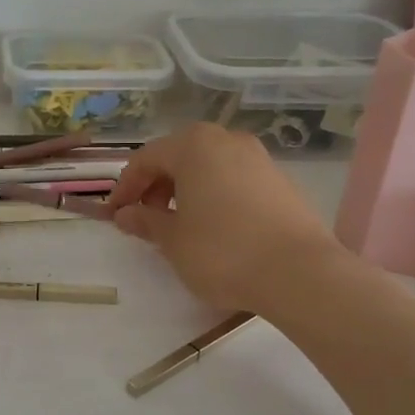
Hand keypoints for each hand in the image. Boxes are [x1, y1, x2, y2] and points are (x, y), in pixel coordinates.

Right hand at [104, 123, 341, 310]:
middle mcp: (227, 140)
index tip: (114, 215)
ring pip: (208, 167)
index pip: (146, 158)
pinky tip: (213, 228)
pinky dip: (213, 196)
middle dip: (156, 186)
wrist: (299, 273)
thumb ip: (145, 221)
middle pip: (178, 156)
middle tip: (144, 219)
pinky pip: (233, 180)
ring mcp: (258, 158)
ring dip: (185, 190)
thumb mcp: (173, 240)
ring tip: (177, 225)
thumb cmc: (222, 251)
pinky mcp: (280, 181)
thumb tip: (126, 214)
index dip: (125, 187)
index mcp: (194, 145)